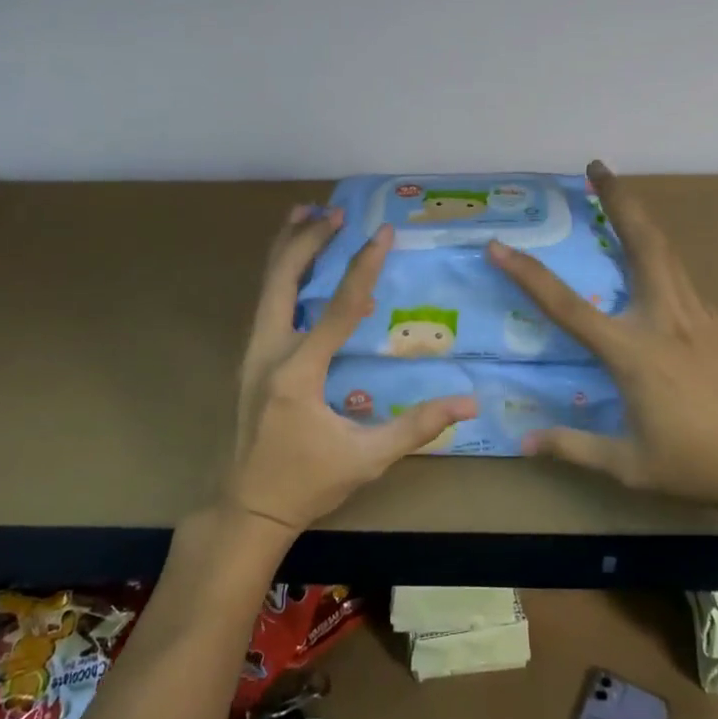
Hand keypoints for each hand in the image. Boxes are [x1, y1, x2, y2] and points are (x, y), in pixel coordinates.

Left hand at [223, 206, 477, 533]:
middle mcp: (268, 352)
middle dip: (307, 241)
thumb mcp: (367, 458)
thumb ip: (417, 427)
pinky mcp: (251, 359)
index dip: (362, 267)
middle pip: (282, 280)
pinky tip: (295, 263)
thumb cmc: (308, 484)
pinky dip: (280, 273)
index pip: (338, 308)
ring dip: (287, 249)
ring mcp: (253, 354)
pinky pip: (265, 302)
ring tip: (304, 214)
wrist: (248, 508)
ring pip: (266, 287)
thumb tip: (469, 403)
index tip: (381, 232)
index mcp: (298, 373)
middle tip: (334, 210)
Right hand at [486, 162, 717, 521]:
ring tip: (619, 193)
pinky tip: (652, 261)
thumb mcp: (633, 467)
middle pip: (641, 242)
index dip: (527, 275)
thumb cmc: (705, 464)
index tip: (499, 247)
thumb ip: (577, 448)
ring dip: (639, 215)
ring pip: (665, 250)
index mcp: (633, 352)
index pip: (566, 306)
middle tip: (598, 165)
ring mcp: (697, 314)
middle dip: (618, 198)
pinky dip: (659, 252)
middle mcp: (663, 318)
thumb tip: (527, 442)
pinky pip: (680, 275)